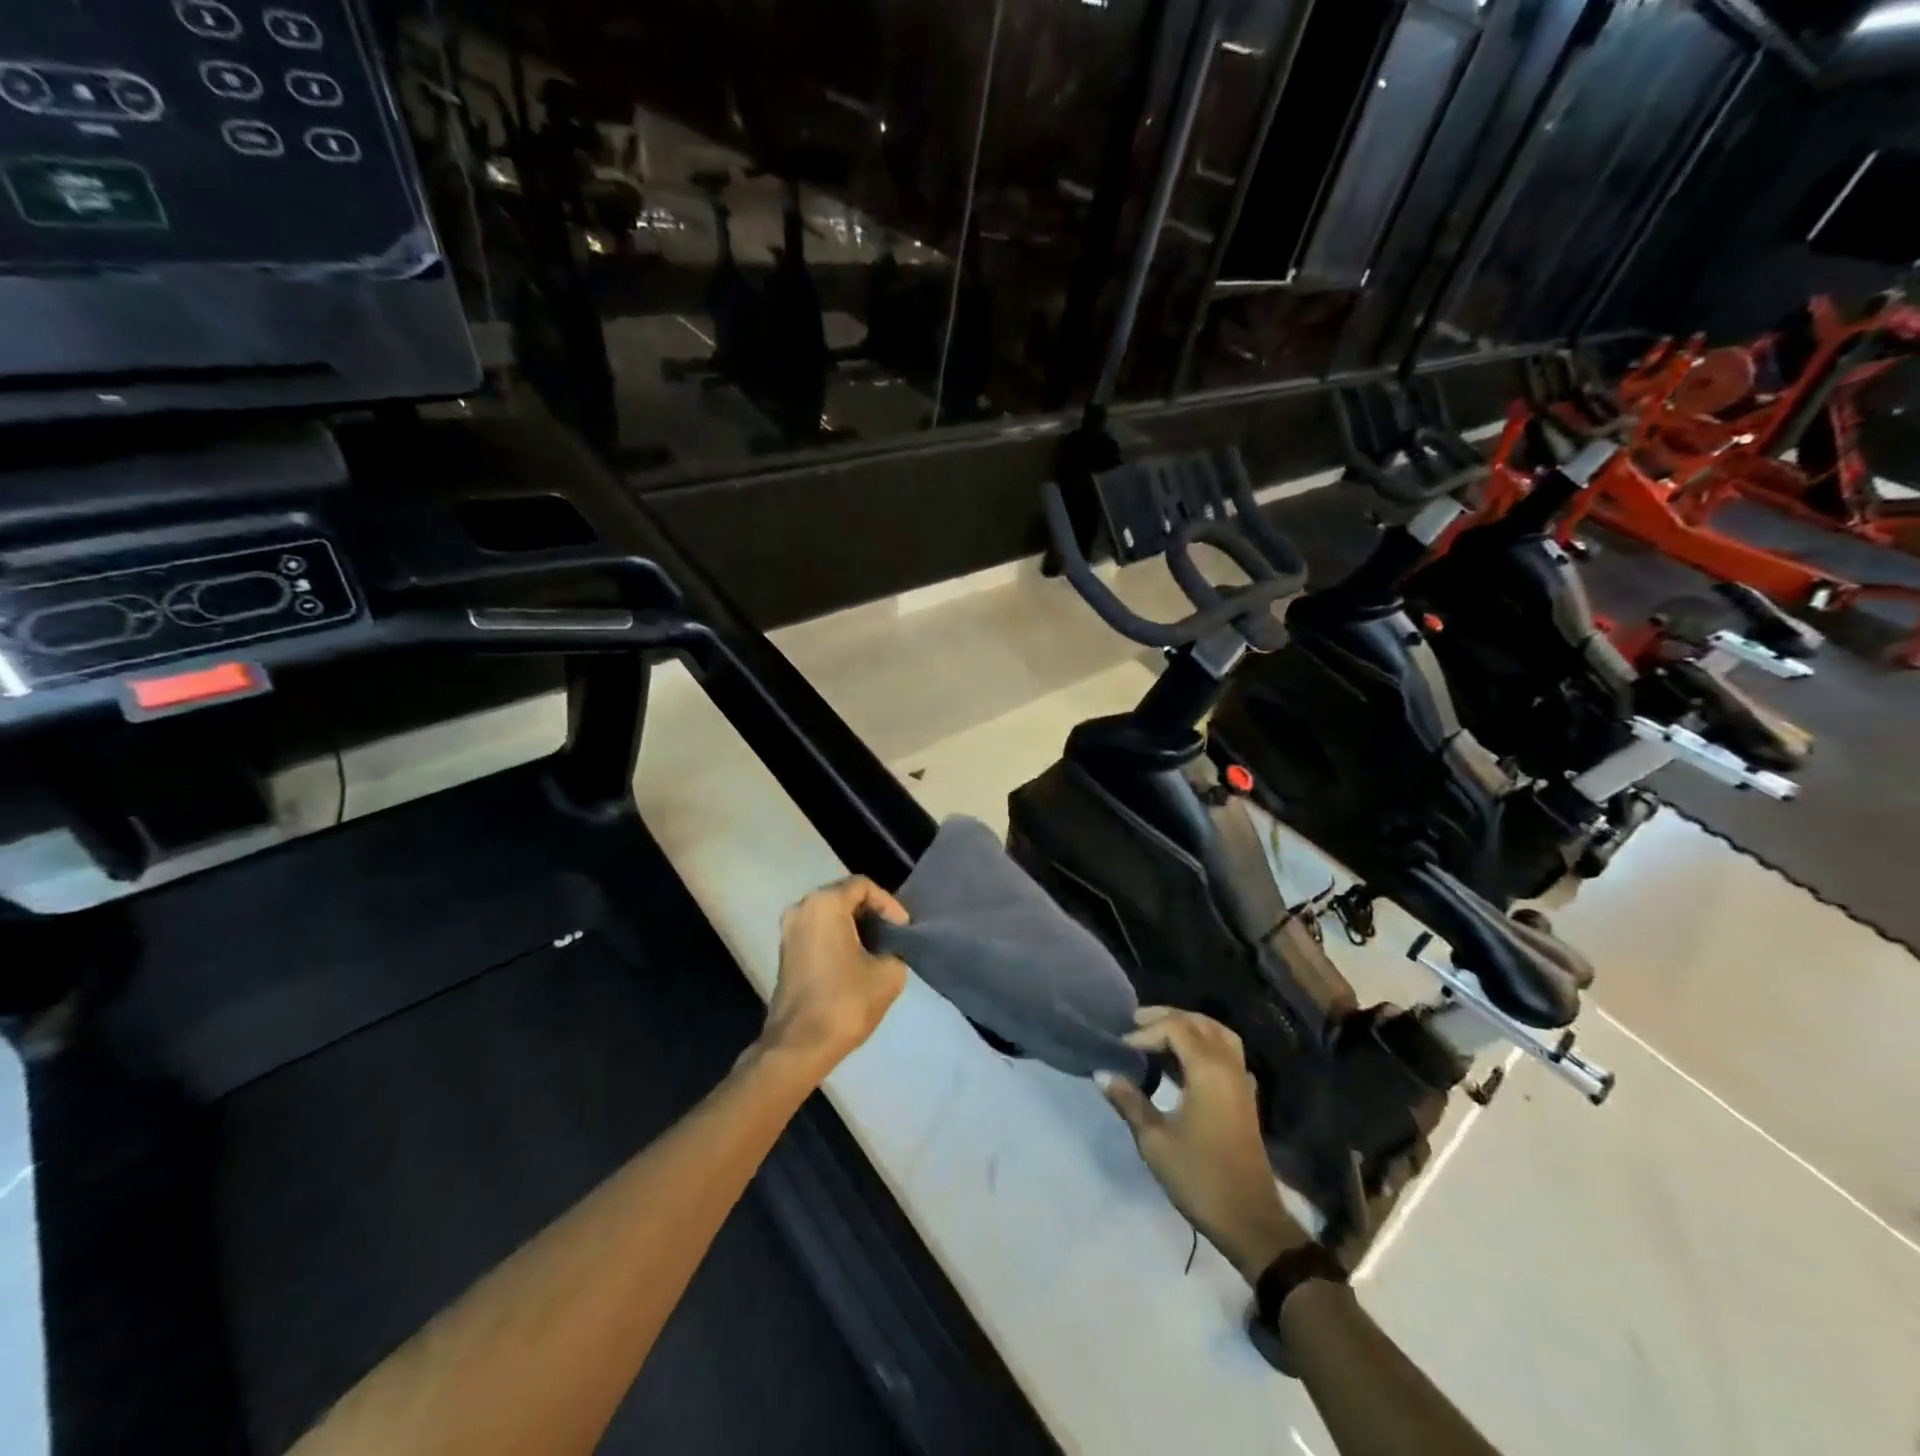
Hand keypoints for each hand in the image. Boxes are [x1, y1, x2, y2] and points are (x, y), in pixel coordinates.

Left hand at [759, 877, 909, 1080]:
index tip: (903, 929)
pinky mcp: (785, 954)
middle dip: (871, 913)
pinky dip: (838, 938)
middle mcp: (801, 908)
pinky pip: (817, 932)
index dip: (889, 903)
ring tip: (879, 947)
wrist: (799, 1046)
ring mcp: (788, 931)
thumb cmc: (845, 1002)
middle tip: (894, 934)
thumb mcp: (888, 974)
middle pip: (843, 896)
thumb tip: (887, 951)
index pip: (863, 886)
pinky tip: (856, 961)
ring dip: (854, 926)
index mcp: (824, 904)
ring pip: (829, 915)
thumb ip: (894, 951)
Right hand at [1097, 1007, 1309, 1283]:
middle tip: (1136, 1023)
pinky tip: (1190, 1059)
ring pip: (1219, 1033)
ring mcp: (1242, 1081)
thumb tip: (1102, 1073)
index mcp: (1207, 1070)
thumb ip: (1129, 1101)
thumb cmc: (1200, 1177)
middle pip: (1198, 1023)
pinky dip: (1208, 1043)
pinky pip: (1228, 1052)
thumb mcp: (1155, 1141)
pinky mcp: (1246, 1097)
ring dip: (1190, 1026)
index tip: (1122, 1048)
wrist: (1250, 1220)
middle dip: (1167, 1018)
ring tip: (1161, 1032)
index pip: (1175, 1028)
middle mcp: (1228, 1066)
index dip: (1146, 1032)